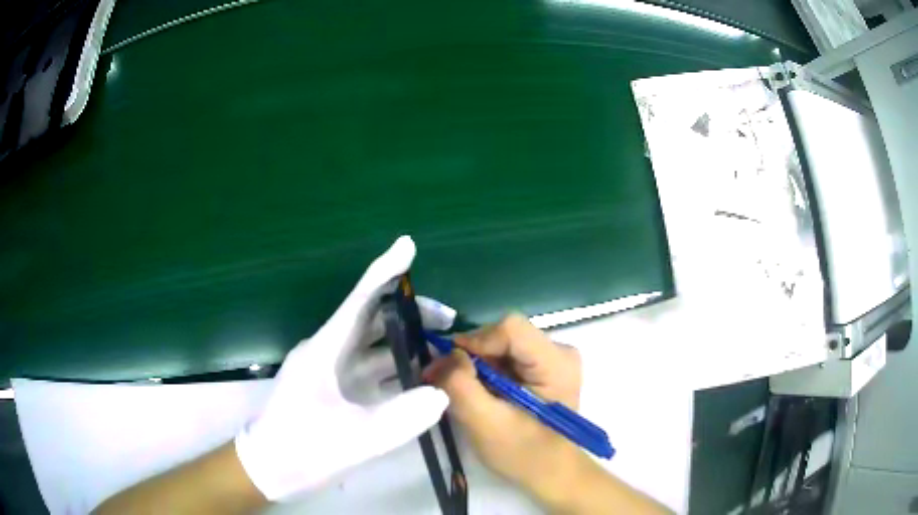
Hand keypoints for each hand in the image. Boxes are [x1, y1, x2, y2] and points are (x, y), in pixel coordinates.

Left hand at [235, 236, 450, 500]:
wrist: (267, 469)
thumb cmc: (302, 448)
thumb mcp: (354, 438)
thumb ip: (401, 417)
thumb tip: (441, 394)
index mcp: (326, 350)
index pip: (360, 299)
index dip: (385, 270)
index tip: (408, 245)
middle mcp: (328, 352)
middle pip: (372, 318)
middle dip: (409, 313)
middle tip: (447, 321)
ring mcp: (331, 373)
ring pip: (373, 346)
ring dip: (404, 343)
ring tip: (441, 350)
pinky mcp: (334, 391)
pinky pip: (370, 370)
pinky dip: (395, 370)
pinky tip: (418, 380)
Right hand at [423, 314, 587, 504]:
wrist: (550, 473)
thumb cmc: (523, 454)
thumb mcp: (485, 424)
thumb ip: (460, 385)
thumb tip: (444, 354)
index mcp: (556, 362)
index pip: (510, 328)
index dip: (475, 342)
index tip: (450, 368)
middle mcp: (559, 351)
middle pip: (504, 335)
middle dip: (472, 357)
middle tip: (447, 384)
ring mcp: (553, 358)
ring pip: (502, 345)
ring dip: (477, 366)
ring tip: (465, 393)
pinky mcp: (544, 368)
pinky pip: (507, 356)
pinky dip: (487, 372)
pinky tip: (483, 394)